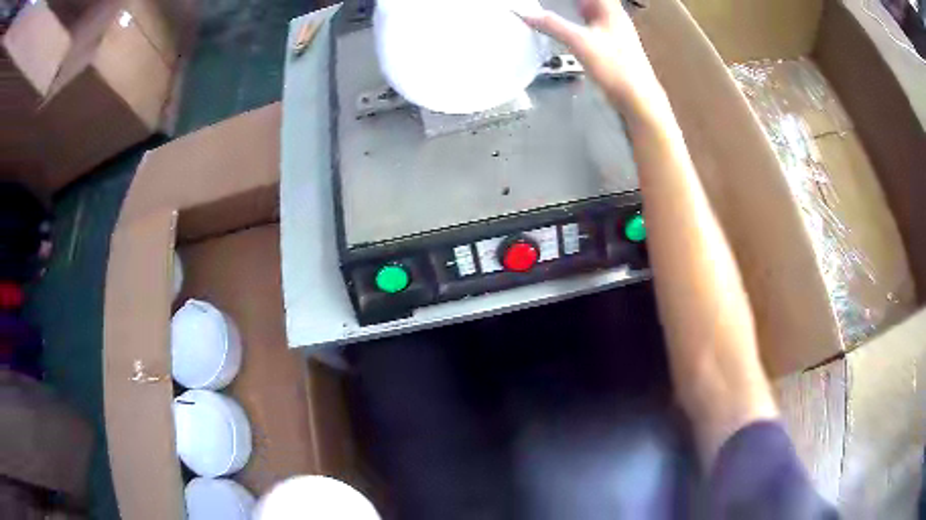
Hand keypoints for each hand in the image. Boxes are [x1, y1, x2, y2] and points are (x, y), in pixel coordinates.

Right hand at [520, 0, 668, 123]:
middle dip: (572, 3)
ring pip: (592, 13)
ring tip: (554, 9)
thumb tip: (524, 13)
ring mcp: (615, 32)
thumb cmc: (614, 67)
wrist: (637, 99)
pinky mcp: (613, 47)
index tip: (553, 0)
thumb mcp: (579, 42)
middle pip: (592, 2)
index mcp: (610, 9)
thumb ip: (552, 25)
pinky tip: (568, 30)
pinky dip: (579, 23)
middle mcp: (615, 17)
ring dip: (574, 10)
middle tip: (550, 4)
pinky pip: (592, 26)